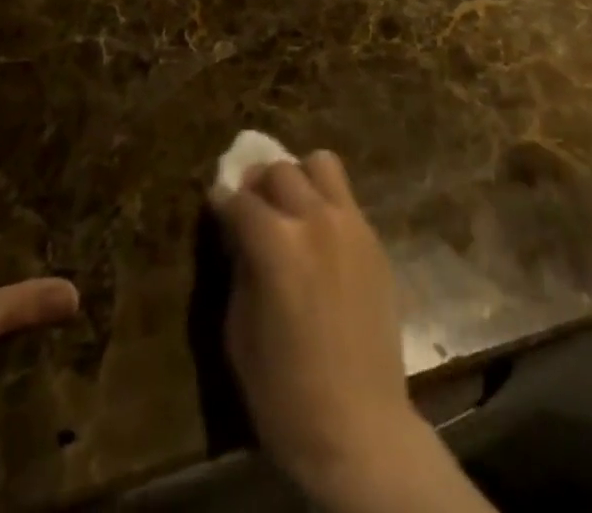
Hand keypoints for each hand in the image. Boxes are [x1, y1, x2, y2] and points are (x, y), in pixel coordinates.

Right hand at [210, 153, 425, 502]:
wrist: (359, 428)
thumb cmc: (285, 393)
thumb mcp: (239, 332)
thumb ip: (239, 268)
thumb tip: (239, 234)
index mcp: (276, 244)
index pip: (239, 199)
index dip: (222, 200)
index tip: (217, 205)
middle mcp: (315, 220)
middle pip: (280, 169)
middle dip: (258, 183)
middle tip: (251, 207)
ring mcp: (351, 224)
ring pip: (321, 164)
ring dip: (300, 178)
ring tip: (292, 208)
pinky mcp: (374, 239)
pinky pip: (346, 198)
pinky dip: (326, 202)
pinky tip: (320, 236)